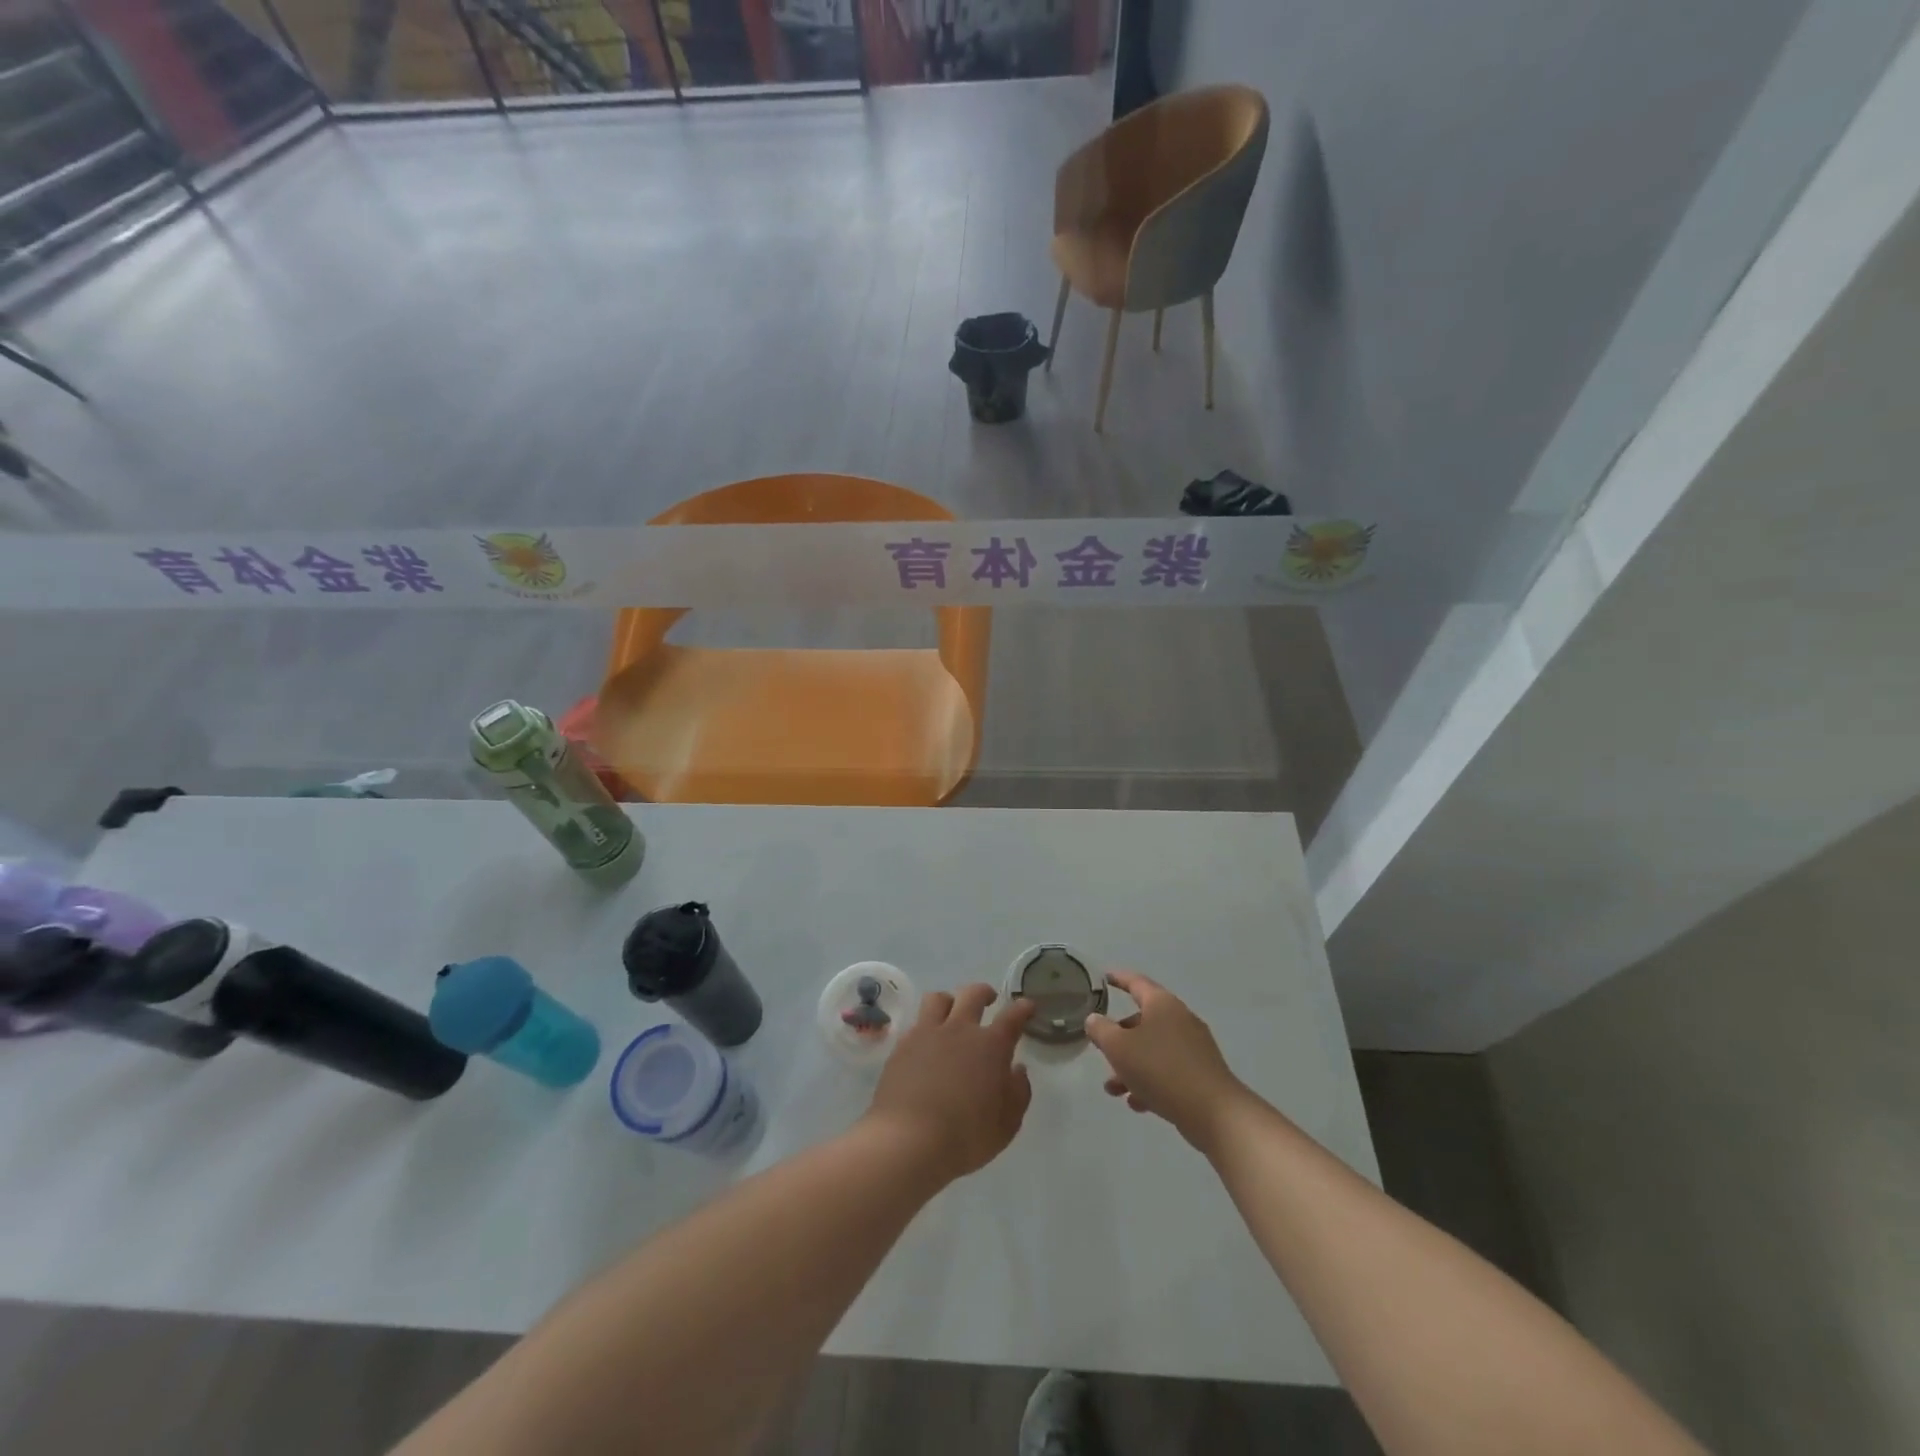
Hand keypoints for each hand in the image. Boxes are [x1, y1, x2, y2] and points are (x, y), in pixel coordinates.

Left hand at [863, 984, 1034, 1182]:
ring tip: (952, 1013)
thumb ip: (1018, 1094)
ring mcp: (927, 1033)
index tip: (1027, 1006)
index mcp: (990, 1046)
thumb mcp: (1006, 1125)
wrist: (907, 1140)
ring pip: (939, 998)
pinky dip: (926, 1027)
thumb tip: (1017, 1070)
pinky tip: (927, 1044)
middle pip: (973, 994)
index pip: (1012, 1017)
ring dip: (950, 1001)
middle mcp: (960, 1029)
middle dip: (984, 993)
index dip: (1022, 1009)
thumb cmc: (965, 1137)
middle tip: (989, 999)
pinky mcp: (902, 1045)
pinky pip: (917, 1023)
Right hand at [1086, 970, 1247, 1148]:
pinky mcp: (1201, 1073)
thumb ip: (1101, 1030)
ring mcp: (1194, 1047)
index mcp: (1162, 1004)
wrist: (1214, 1112)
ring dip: (1131, 1066)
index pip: (1136, 982)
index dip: (1118, 979)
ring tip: (1113, 1089)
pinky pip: (1168, 1070)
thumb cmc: (1161, 1070)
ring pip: (1153, 1049)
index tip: (1104, 977)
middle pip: (1143, 1021)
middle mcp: (1180, 1019)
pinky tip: (1137, 1103)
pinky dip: (1150, 1081)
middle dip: (1119, 1038)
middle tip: (1102, 1051)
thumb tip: (1094, 1019)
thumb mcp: (1119, 1048)